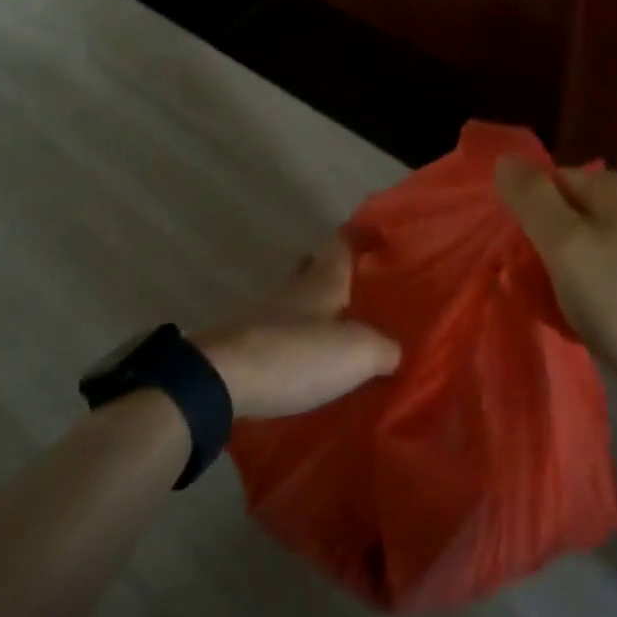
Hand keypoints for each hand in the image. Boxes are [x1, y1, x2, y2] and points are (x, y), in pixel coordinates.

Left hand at [194, 233, 400, 418]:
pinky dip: (297, 339)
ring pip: (297, 301)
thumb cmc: (297, 354)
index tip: (376, 235)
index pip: (342, 243)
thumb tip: (396, 351)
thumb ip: (384, 349)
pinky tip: (308, 360)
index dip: (359, 236)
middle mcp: (294, 289)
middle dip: (334, 272)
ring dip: (315, 309)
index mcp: (323, 279)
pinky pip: (281, 333)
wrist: (221, 380)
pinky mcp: (245, 344)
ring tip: (340, 330)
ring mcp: (265, 315)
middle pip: (315, 268)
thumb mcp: (358, 353)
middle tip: (359, 286)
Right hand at [494, 159, 616, 397]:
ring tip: (559, 310)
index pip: (552, 182)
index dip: (529, 216)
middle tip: (537, 288)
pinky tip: (588, 322)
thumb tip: (504, 161)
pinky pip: (609, 275)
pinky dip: (591, 294)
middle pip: (569, 215)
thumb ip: (532, 199)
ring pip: (587, 248)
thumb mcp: (567, 245)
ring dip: (566, 276)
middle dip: (546, 249)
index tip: (520, 258)